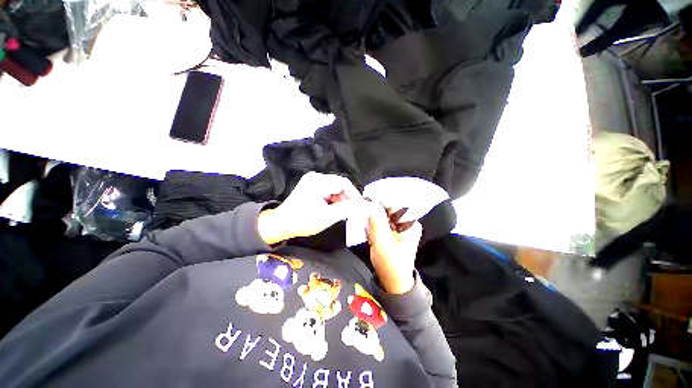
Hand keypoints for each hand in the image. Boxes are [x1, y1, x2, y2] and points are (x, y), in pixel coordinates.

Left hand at [258, 172, 359, 244]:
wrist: (281, 223)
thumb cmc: (303, 221)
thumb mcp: (327, 217)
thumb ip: (346, 209)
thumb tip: (360, 206)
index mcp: (319, 182)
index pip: (344, 183)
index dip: (354, 194)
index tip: (360, 205)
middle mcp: (316, 177)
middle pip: (339, 184)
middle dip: (347, 197)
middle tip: (352, 210)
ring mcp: (312, 180)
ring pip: (334, 187)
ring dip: (340, 198)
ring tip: (343, 210)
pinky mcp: (310, 185)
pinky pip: (327, 189)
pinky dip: (333, 198)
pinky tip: (334, 207)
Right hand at [365, 202, 422, 293]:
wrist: (394, 281)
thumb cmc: (391, 265)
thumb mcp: (382, 244)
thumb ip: (377, 223)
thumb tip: (371, 204)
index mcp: (410, 224)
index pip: (396, 204)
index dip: (381, 198)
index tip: (367, 196)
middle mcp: (406, 222)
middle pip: (389, 206)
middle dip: (375, 207)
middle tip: (362, 208)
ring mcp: (399, 225)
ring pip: (383, 212)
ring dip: (373, 214)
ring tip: (365, 219)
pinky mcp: (392, 229)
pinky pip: (381, 220)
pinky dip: (373, 221)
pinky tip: (367, 226)